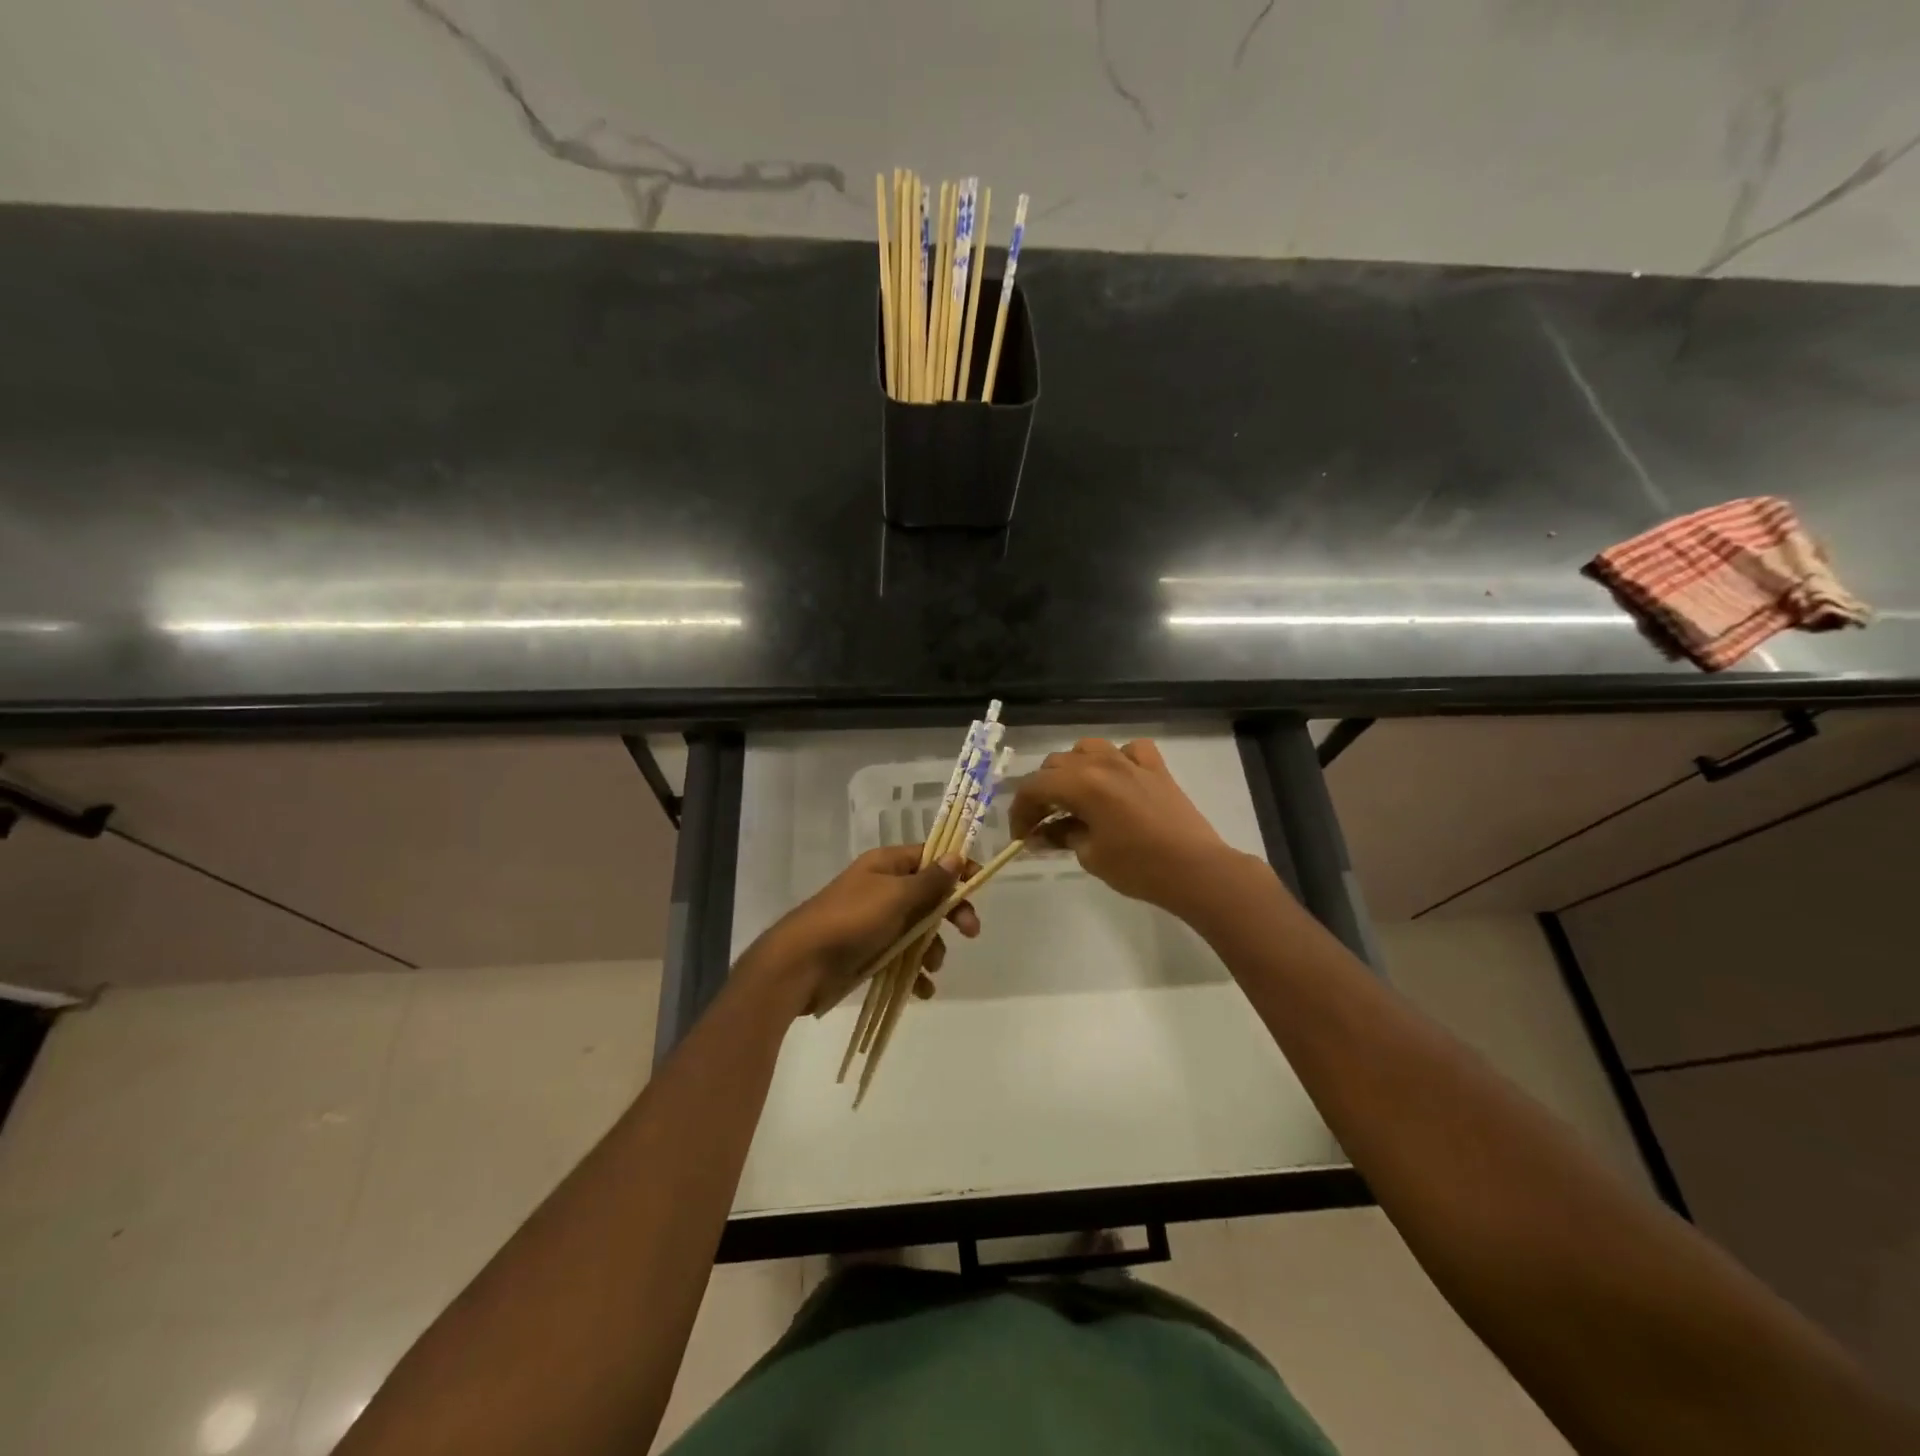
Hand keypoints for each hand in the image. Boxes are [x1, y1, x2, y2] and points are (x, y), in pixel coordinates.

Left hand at [740, 844, 980, 1014]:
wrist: (800, 964)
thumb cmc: (851, 921)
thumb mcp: (895, 897)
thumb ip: (929, 881)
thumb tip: (956, 855)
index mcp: (886, 866)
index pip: (929, 857)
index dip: (956, 868)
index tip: (979, 884)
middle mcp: (883, 889)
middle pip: (929, 896)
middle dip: (950, 914)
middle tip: (970, 932)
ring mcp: (876, 922)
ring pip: (918, 930)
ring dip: (932, 949)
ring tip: (931, 968)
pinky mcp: (870, 952)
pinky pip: (902, 958)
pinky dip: (914, 972)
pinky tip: (922, 990)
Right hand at [1008, 738, 1237, 912]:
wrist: (1196, 870)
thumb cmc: (1138, 867)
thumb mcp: (1090, 855)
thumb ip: (1062, 836)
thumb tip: (1042, 834)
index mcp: (1082, 784)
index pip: (1035, 787)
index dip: (1020, 811)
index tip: (1021, 835)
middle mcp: (1103, 763)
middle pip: (1056, 764)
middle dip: (1043, 791)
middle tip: (1042, 822)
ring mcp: (1132, 762)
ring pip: (1088, 748)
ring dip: (1073, 769)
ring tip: (1074, 795)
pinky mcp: (1156, 769)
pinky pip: (1130, 750)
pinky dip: (1117, 760)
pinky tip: (1118, 778)